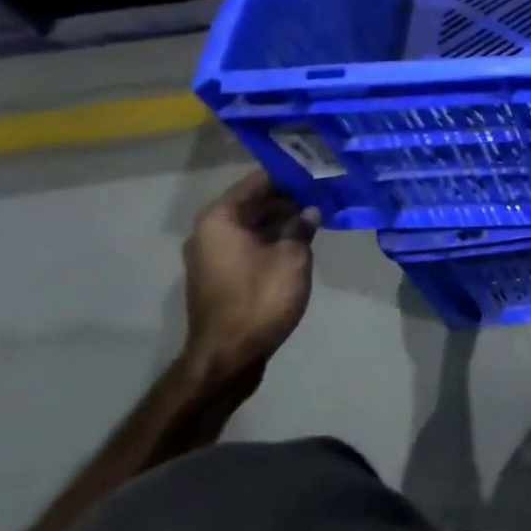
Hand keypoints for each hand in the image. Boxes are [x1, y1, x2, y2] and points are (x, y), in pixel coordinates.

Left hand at [182, 171, 317, 380]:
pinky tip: (298, 243)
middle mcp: (208, 231)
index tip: (317, 175)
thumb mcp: (292, 257)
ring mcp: (210, 255)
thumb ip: (301, 227)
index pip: (257, 182)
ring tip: (315, 219)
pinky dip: (269, 240)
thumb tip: (310, 212)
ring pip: (250, 226)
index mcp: (220, 219)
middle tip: (322, 197)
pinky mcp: (217, 276)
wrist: (229, 355)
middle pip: (252, 203)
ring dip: (280, 222)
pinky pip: (246, 245)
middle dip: (286, 200)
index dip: (289, 177)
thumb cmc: (261, 297)